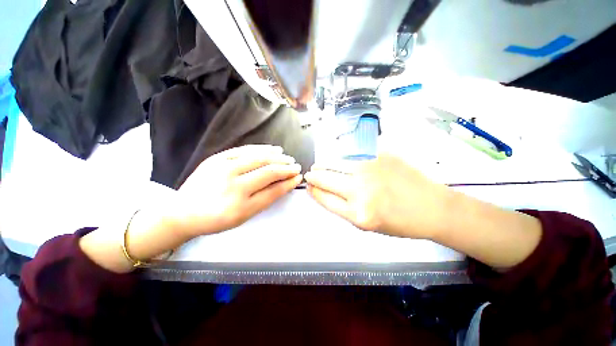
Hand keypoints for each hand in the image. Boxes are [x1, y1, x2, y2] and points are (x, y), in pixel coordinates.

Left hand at [171, 145, 302, 236]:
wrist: (183, 212)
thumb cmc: (216, 219)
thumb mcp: (243, 216)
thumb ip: (265, 199)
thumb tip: (283, 183)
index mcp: (241, 206)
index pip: (273, 190)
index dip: (289, 182)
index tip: (298, 177)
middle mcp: (234, 186)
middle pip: (268, 171)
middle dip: (286, 168)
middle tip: (296, 166)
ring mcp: (223, 168)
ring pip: (259, 158)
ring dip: (278, 157)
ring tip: (288, 157)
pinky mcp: (217, 158)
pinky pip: (245, 150)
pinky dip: (262, 148)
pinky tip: (273, 149)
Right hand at [304, 154, 450, 238]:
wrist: (432, 207)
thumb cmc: (400, 222)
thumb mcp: (367, 225)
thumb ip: (342, 207)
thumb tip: (323, 191)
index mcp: (358, 213)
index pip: (324, 198)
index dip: (314, 191)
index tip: (309, 186)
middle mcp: (360, 190)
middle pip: (325, 178)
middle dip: (313, 176)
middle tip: (310, 174)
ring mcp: (370, 169)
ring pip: (335, 163)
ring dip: (323, 165)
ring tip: (318, 166)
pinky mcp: (379, 156)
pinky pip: (351, 157)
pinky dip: (341, 160)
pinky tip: (339, 162)